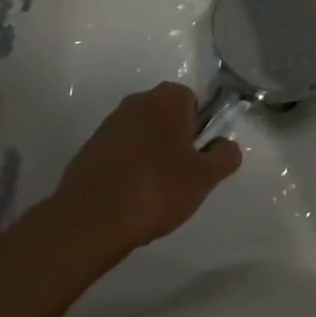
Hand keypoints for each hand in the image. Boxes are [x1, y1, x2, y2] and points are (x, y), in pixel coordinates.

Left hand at [51, 83, 241, 255]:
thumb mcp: (205, 177)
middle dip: (175, 142)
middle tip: (179, 178)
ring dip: (150, 156)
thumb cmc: (157, 188)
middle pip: (167, 118)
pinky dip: (127, 169)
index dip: (199, 131)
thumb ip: (225, 156)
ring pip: (143, 135)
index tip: (197, 160)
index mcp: (168, 97)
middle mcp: (138, 100)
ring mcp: (110, 123)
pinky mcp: (89, 148)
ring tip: (152, 194)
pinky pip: (119, 153)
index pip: (194, 103)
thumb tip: (226, 145)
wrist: (90, 218)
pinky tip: (128, 198)